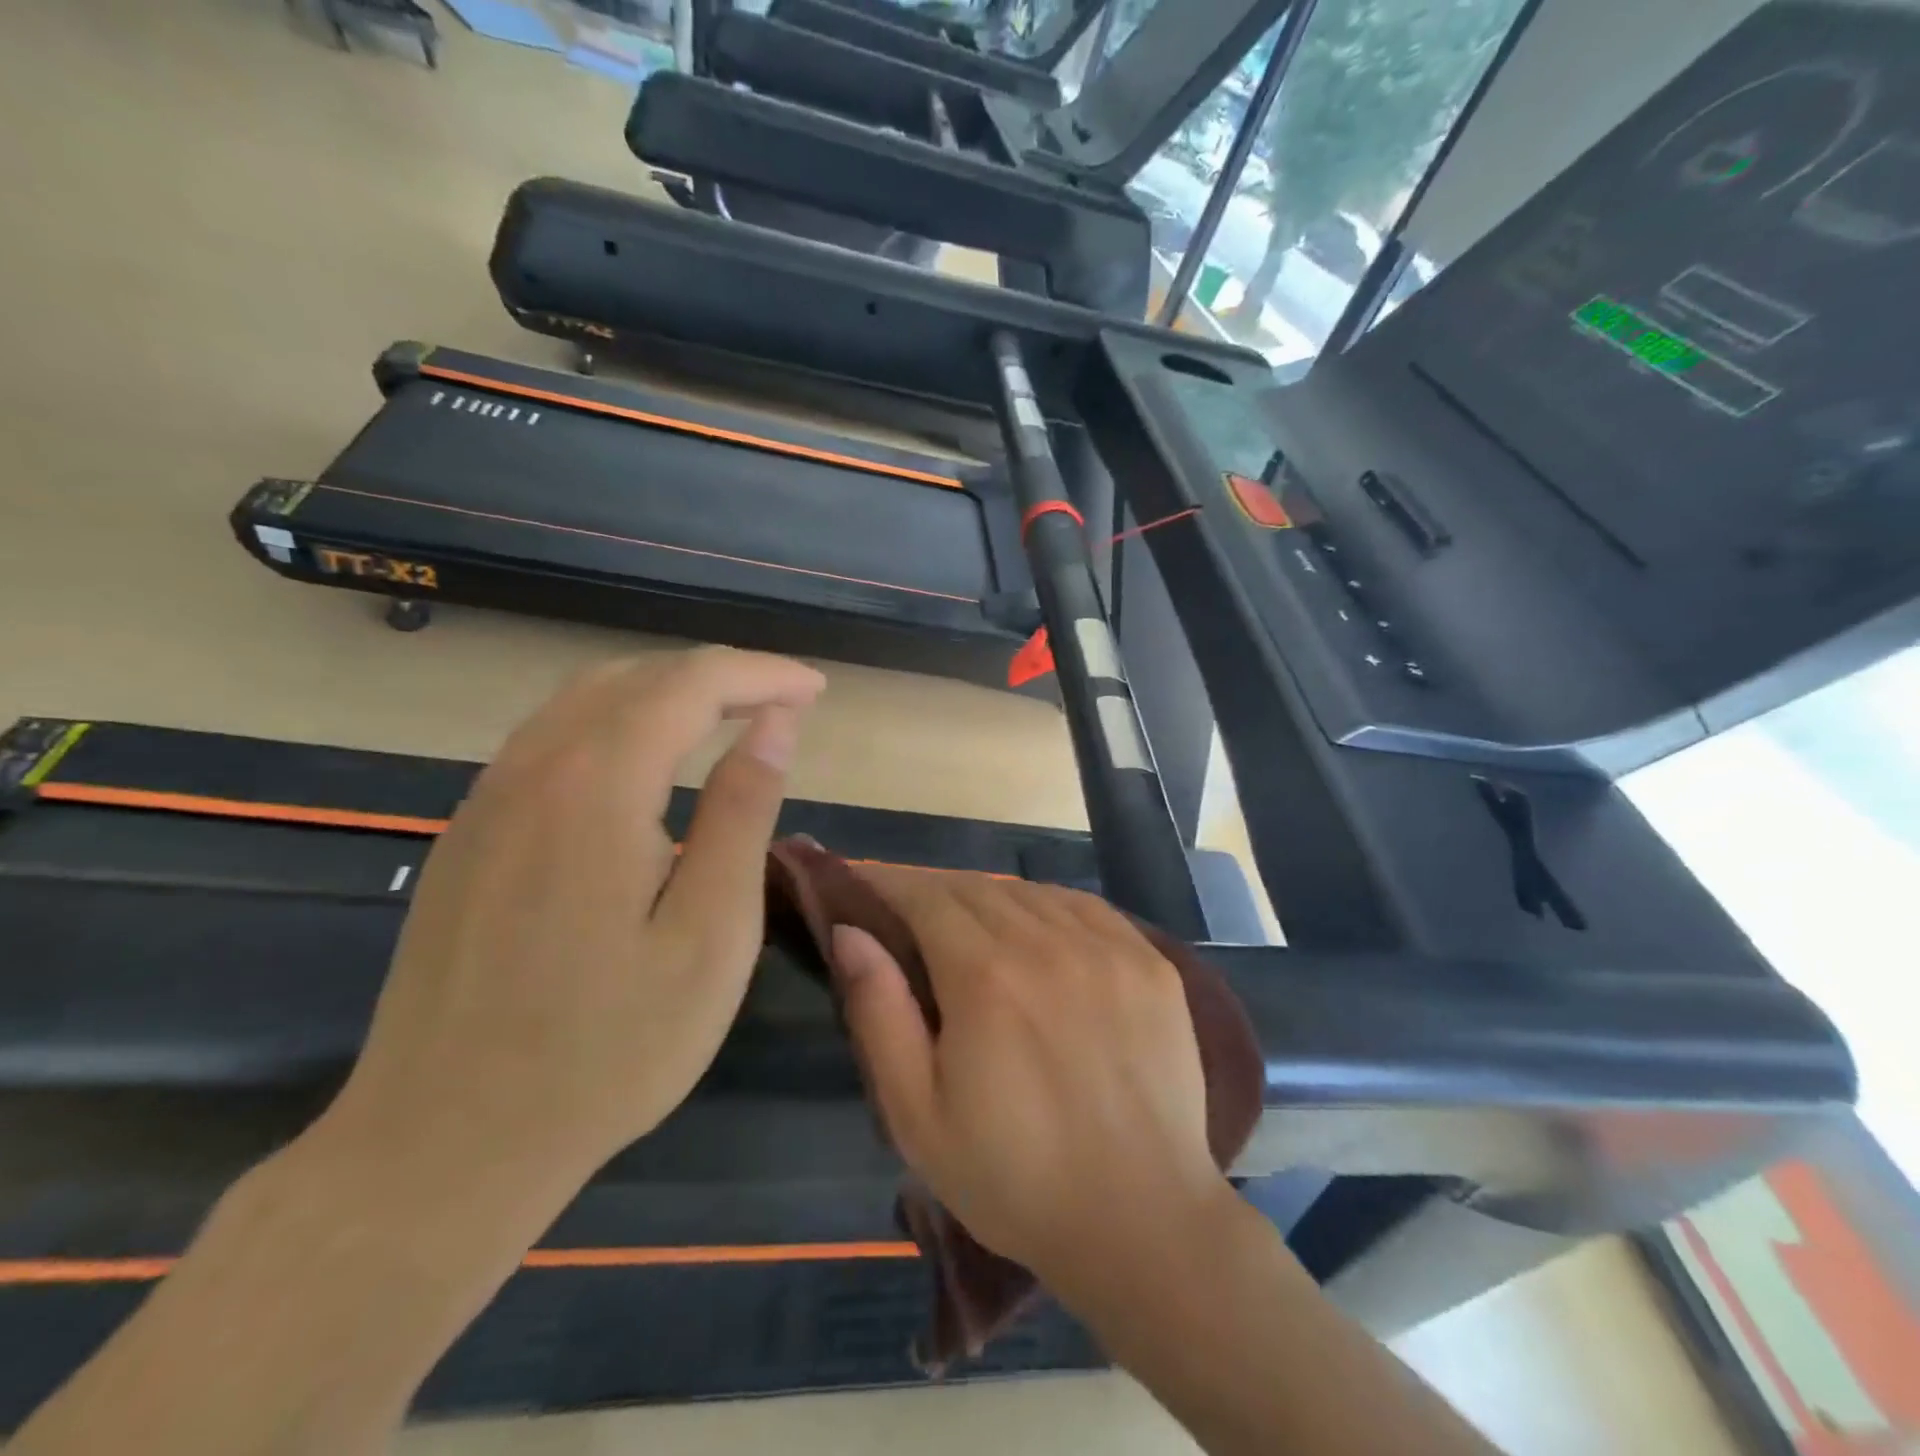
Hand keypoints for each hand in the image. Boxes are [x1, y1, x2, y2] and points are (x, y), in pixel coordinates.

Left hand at [312, 647, 825, 1225]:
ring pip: (585, 700)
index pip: (691, 683)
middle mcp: (532, 769)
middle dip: (720, 676)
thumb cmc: (607, 1050)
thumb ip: (742, 814)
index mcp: (596, 787)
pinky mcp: (468, 834)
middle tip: (784, 705)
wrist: (443, 1146)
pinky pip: (551, 740)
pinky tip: (648, 765)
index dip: (762, 674)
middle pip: (636, 677)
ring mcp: (486, 800)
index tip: (816, 691)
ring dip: (666, 693)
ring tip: (729, 720)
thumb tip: (773, 725)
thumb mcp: (710, 935)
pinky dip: (617, 724)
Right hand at [829, 871, 1230, 1291]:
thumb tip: (850, 933)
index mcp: (985, 976)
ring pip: (1028, 892)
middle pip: (975, 888)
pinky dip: (1045, 905)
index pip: (925, 897)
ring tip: (969, 927)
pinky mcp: (1149, 960)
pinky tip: (1036, 930)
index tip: (861, 886)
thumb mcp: (918, 1116)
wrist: (1142, 1221)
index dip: (888, 883)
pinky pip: (1083, 905)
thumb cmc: (1014, 1178)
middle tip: (908, 915)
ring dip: (988, 898)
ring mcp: (1107, 945)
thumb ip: (880, 1013)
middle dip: (932, 891)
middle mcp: (1047, 941)